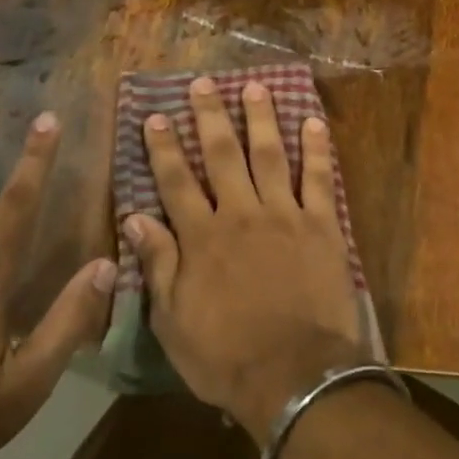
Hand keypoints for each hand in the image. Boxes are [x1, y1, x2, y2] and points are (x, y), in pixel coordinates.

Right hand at [122, 77, 365, 442]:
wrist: (294, 375)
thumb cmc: (226, 355)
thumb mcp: (173, 320)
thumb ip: (158, 264)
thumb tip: (134, 218)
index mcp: (202, 237)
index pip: (176, 181)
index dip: (164, 147)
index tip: (155, 116)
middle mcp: (241, 214)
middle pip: (222, 155)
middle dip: (210, 117)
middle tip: (203, 84)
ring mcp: (285, 215)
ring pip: (270, 155)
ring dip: (261, 118)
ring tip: (255, 87)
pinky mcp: (323, 225)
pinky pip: (320, 179)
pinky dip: (317, 149)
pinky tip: (314, 122)